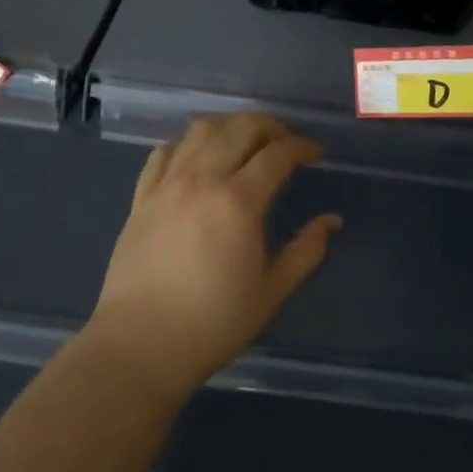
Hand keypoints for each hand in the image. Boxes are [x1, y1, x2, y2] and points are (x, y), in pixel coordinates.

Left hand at [87, 114, 340, 402]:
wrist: (140, 345)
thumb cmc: (213, 323)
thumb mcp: (272, 292)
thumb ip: (306, 251)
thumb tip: (331, 221)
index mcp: (239, 202)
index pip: (278, 153)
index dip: (302, 146)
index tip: (316, 154)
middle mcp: (202, 180)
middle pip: (240, 127)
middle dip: (270, 126)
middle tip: (285, 141)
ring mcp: (167, 185)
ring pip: (200, 129)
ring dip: (229, 126)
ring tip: (243, 141)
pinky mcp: (141, 197)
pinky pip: (163, 151)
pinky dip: (186, 143)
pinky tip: (197, 157)